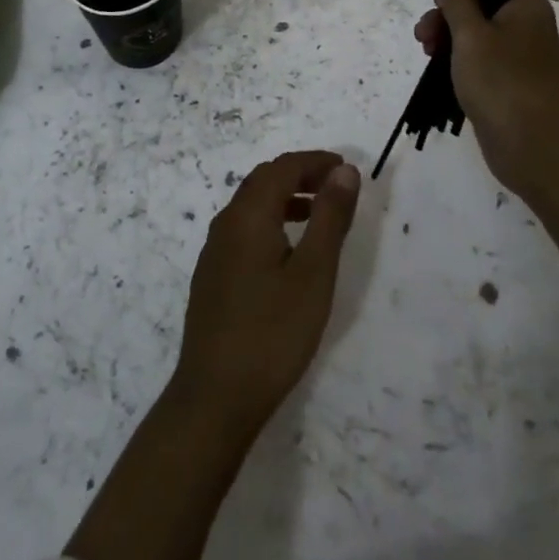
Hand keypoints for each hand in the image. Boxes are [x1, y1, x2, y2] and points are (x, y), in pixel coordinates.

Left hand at [171, 150, 360, 436]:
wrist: (214, 397)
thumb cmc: (272, 333)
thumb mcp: (313, 273)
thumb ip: (329, 217)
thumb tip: (344, 171)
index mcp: (249, 214)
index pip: (283, 168)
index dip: (315, 162)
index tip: (346, 168)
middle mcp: (227, 222)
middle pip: (264, 180)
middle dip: (301, 175)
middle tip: (335, 186)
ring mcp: (215, 249)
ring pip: (252, 204)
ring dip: (285, 198)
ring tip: (319, 214)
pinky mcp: (212, 275)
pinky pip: (244, 228)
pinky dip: (271, 220)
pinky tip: (288, 251)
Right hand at [414, 0, 558, 194]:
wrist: (537, 152)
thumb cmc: (503, 83)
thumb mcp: (471, 33)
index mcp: (524, 4)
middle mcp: (524, 23)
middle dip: (448, 7)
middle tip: (429, 28)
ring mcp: (516, 53)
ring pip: (475, 28)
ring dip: (446, 32)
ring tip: (425, 49)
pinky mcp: (506, 80)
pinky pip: (478, 55)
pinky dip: (456, 55)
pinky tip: (436, 65)